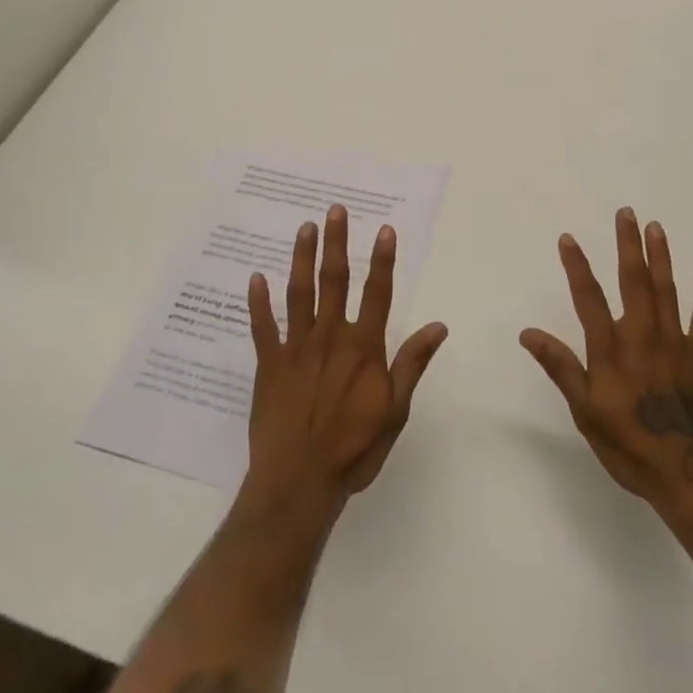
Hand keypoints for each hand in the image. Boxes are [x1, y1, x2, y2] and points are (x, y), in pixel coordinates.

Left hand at [243, 205, 447, 517]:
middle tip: (335, 210)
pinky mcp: (269, 365)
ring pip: (300, 293)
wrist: (299, 483)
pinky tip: (255, 278)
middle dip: (337, 242)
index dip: (383, 259)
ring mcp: (296, 348)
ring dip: (302, 258)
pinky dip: (258, 302)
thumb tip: (438, 325)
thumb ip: (412, 363)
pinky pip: (262, 327)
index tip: (384, 228)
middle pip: (335, 281)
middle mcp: (330, 337)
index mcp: (363, 347)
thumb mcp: (395, 410)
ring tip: (305, 227)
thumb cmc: (354, 449)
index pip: (377, 292)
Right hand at [521, 208, 692, 514]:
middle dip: (628, 245)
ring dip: (661, 257)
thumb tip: (528, 333)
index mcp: (611, 351)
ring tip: (656, 228)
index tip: (568, 238)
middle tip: (627, 213)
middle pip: (634, 281)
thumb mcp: (586, 414)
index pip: (588, 298)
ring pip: (667, 290)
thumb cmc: (632, 449)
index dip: (577, 266)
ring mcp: (677, 344)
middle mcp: (643, 337)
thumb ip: (561, 368)